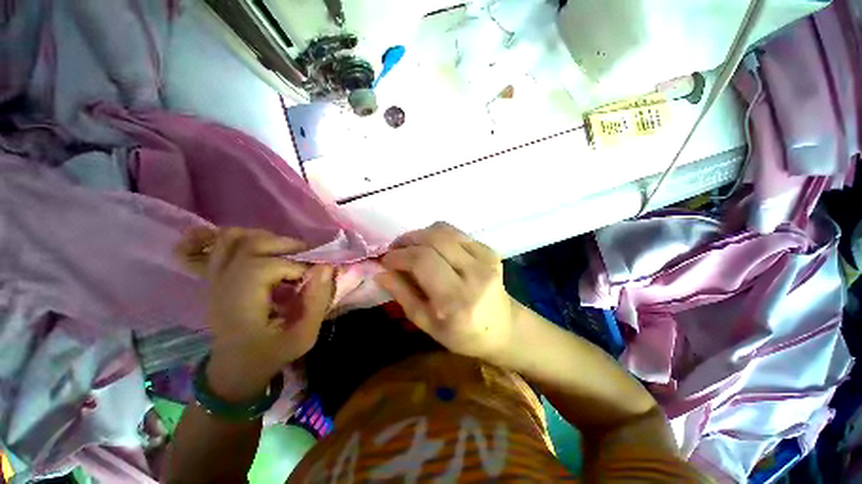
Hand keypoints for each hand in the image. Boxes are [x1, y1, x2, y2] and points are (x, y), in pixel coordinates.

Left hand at [175, 227, 333, 400]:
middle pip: (252, 243)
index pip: (270, 265)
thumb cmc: (269, 355)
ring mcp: (215, 278)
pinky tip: (262, 247)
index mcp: (241, 301)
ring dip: (267, 239)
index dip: (299, 267)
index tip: (313, 280)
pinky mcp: (215, 277)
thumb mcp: (302, 337)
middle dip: (288, 246)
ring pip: (235, 238)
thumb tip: (327, 266)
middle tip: (308, 259)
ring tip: (288, 253)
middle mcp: (223, 283)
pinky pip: (222, 245)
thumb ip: (317, 302)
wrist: (233, 370)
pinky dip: (243, 239)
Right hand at [375, 222, 515, 360]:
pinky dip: (438, 235)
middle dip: (407, 240)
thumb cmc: (463, 334)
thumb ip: (403, 295)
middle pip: (433, 240)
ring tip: (410, 246)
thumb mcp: (427, 324)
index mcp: (456, 300)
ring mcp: (486, 259)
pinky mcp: (490, 250)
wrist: (503, 327)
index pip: (422, 261)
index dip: (399, 256)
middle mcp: (474, 274)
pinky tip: (432, 248)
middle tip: (395, 249)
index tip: (386, 260)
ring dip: (421, 234)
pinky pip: (457, 233)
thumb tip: (381, 273)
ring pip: (444, 231)